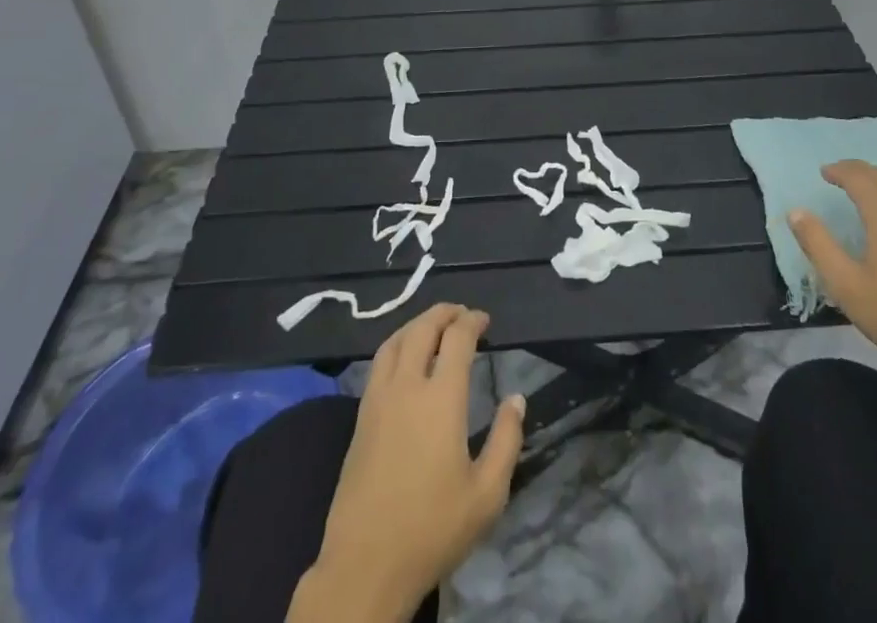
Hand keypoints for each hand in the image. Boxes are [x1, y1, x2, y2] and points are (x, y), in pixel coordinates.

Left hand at [295, 305, 524, 622]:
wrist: (366, 564)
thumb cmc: (432, 529)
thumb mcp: (487, 495)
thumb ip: (507, 440)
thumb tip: (516, 398)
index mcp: (441, 398)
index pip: (457, 338)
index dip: (472, 321)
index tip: (485, 320)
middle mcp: (407, 386)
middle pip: (423, 328)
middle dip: (444, 313)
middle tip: (462, 314)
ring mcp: (378, 399)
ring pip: (395, 339)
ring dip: (417, 324)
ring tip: (434, 326)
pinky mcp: (360, 417)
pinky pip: (379, 362)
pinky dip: (397, 344)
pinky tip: (405, 358)